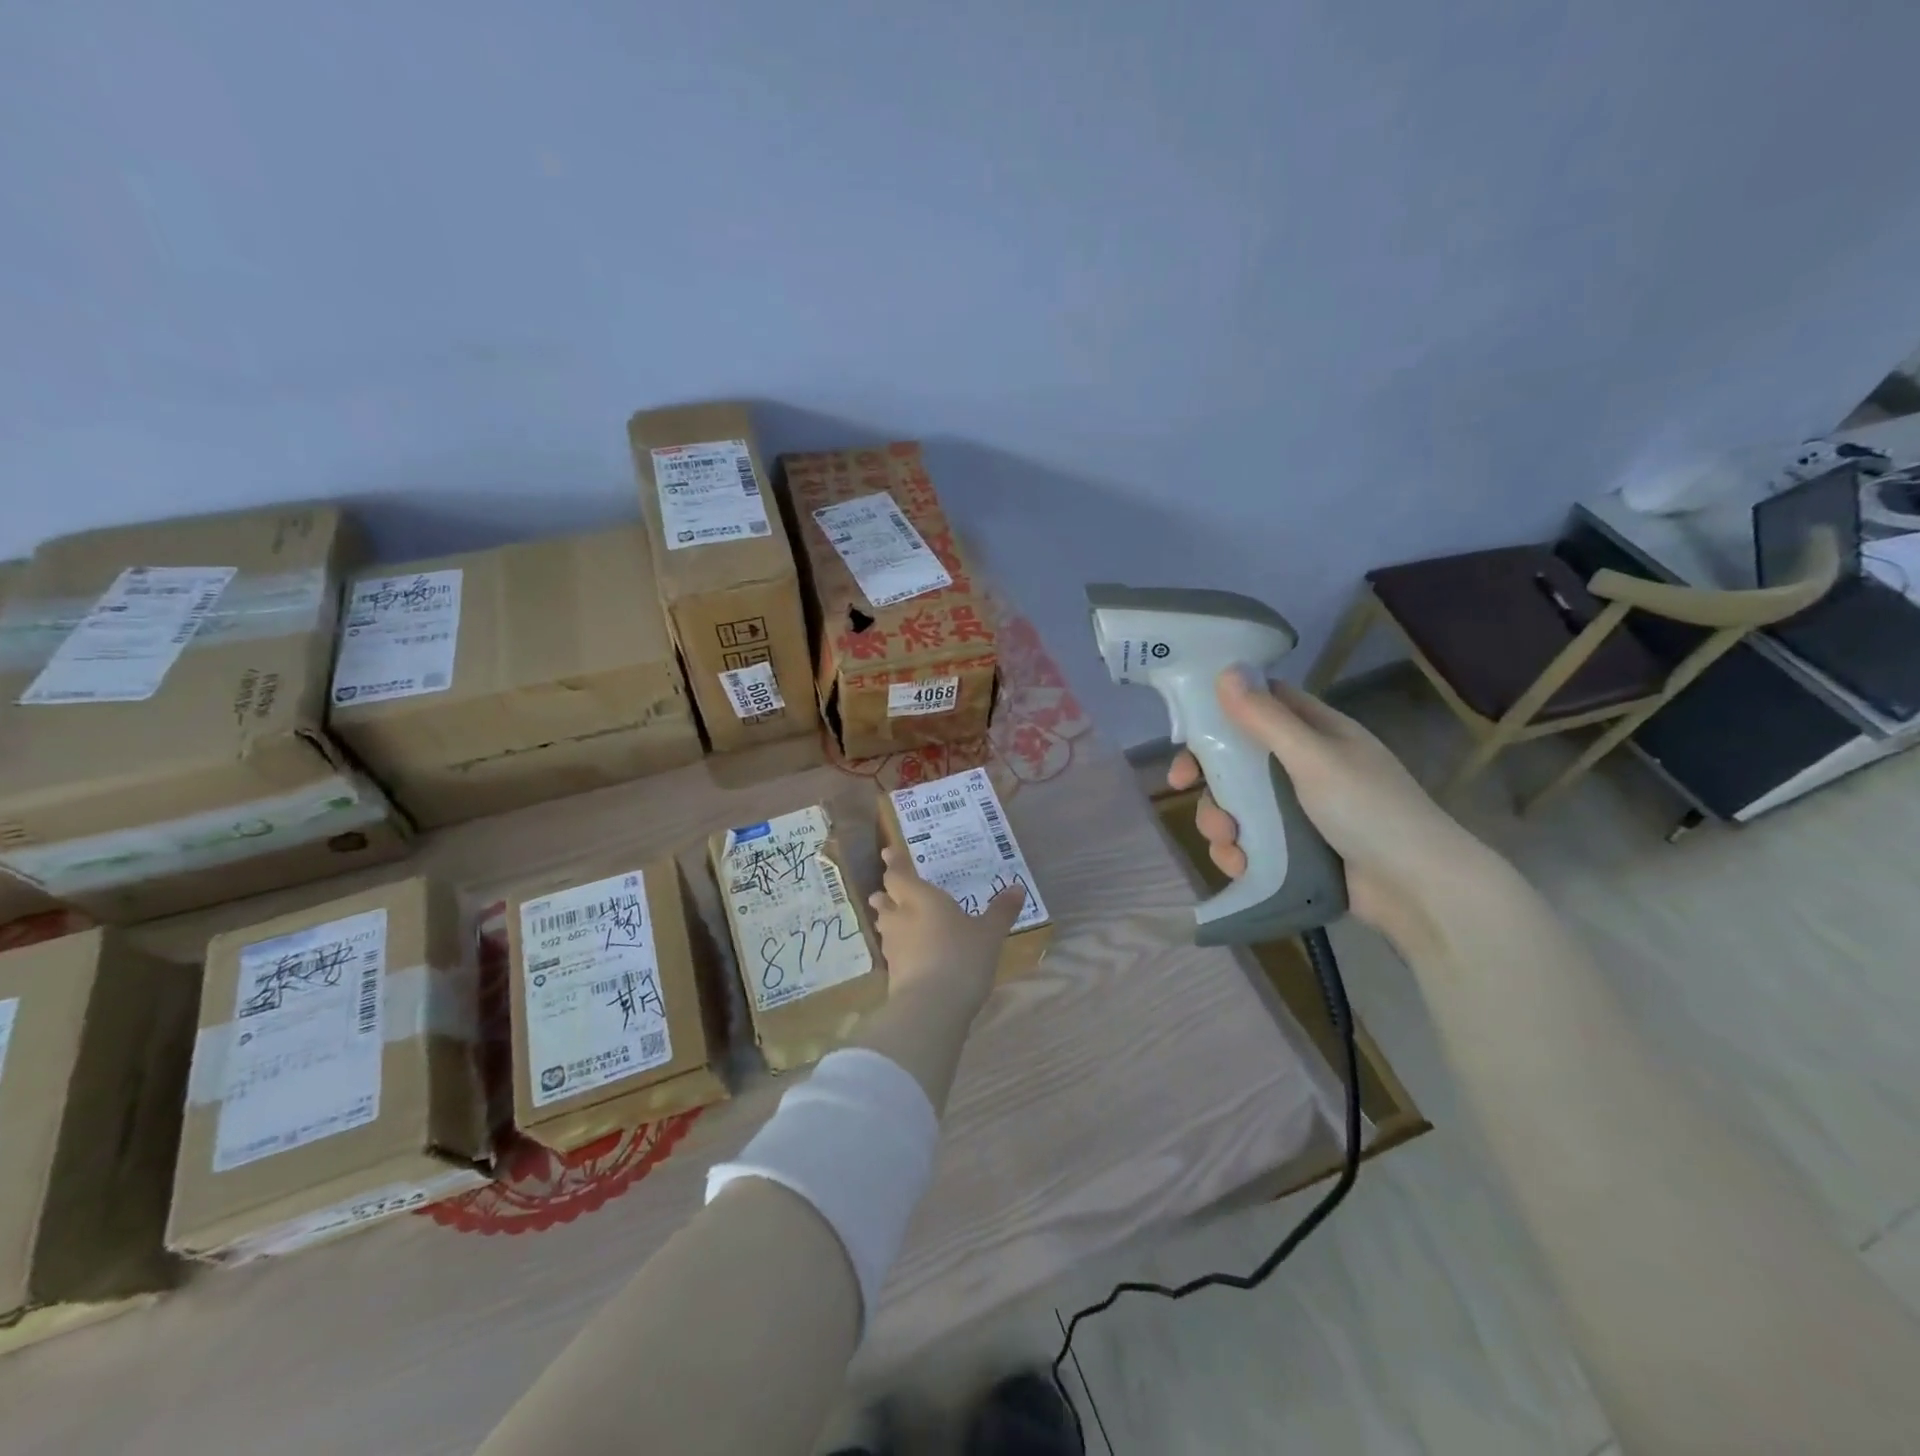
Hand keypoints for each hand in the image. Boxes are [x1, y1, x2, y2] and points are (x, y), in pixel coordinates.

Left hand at [868, 846, 1024, 1010]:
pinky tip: (910, 951)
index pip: (899, 874)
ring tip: (899, 918)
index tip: (888, 852)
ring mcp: (893, 946)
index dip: (894, 862)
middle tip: (890, 890)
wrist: (931, 1006)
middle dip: (887, 893)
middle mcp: (901, 917)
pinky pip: (892, 950)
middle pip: (885, 899)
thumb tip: (1017, 888)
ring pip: (885, 924)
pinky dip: (899, 945)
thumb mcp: (989, 934)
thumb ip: (1001, 911)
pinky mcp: (892, 973)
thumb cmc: (962, 957)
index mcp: (921, 898)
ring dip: (889, 919)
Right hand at [1169, 671, 1490, 953]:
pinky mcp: (1295, 850)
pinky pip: (1251, 842)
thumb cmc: (1369, 810)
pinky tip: (1239, 865)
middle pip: (1238, 759)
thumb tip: (1225, 671)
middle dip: (1210, 777)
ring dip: (1220, 821)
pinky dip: (1237, 852)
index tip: (1185, 732)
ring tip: (1228, 843)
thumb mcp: (1314, 758)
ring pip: (1238, 804)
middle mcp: (1304, 766)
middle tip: (1183, 789)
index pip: (1260, 705)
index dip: (1220, 712)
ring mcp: (1299, 810)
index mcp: (1316, 733)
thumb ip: (1266, 719)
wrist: (1418, 889)